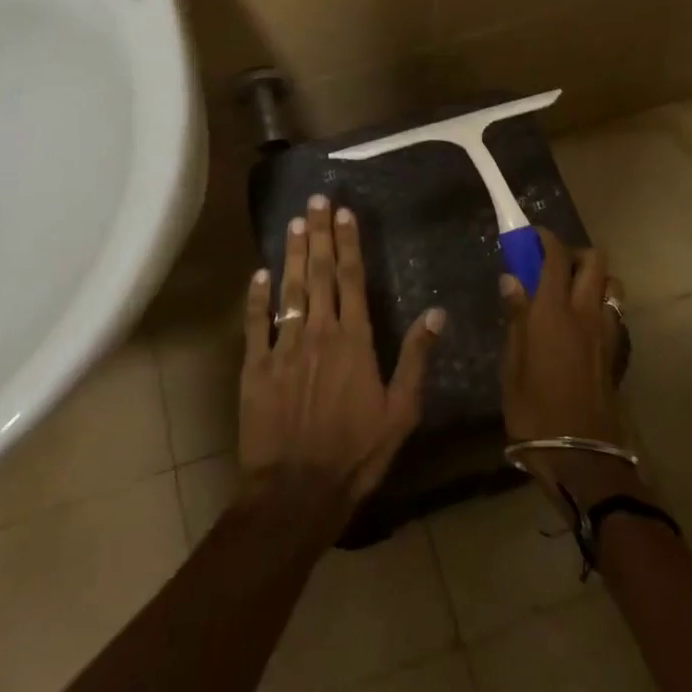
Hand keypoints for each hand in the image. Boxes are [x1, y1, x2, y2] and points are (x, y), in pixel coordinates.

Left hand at [239, 195, 444, 511]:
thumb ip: (416, 359)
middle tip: (315, 201)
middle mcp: (319, 333)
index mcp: (354, 341)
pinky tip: (259, 273)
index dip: (349, 244)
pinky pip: (255, 323)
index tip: (344, 214)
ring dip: (292, 254)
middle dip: (320, 235)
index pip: (352, 280)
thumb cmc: (356, 453)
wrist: (297, 490)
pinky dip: (257, 296)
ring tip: (294, 223)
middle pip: (320, 274)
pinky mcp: (255, 367)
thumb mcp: (401, 411)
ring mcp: (283, 348)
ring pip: (289, 290)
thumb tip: (436, 314)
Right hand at [499, 227, 643, 509]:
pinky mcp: (618, 351)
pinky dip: (602, 303)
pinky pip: (615, 311)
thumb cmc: (534, 409)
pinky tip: (583, 323)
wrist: (580, 453)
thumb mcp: (512, 364)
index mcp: (553, 311)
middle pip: (595, 260)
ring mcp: (608, 331)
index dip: (545, 238)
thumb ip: (515, 317)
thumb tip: (512, 280)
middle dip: (575, 252)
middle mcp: (586, 312)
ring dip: (593, 277)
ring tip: (570, 292)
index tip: (531, 235)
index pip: (556, 256)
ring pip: (611, 283)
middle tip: (552, 265)